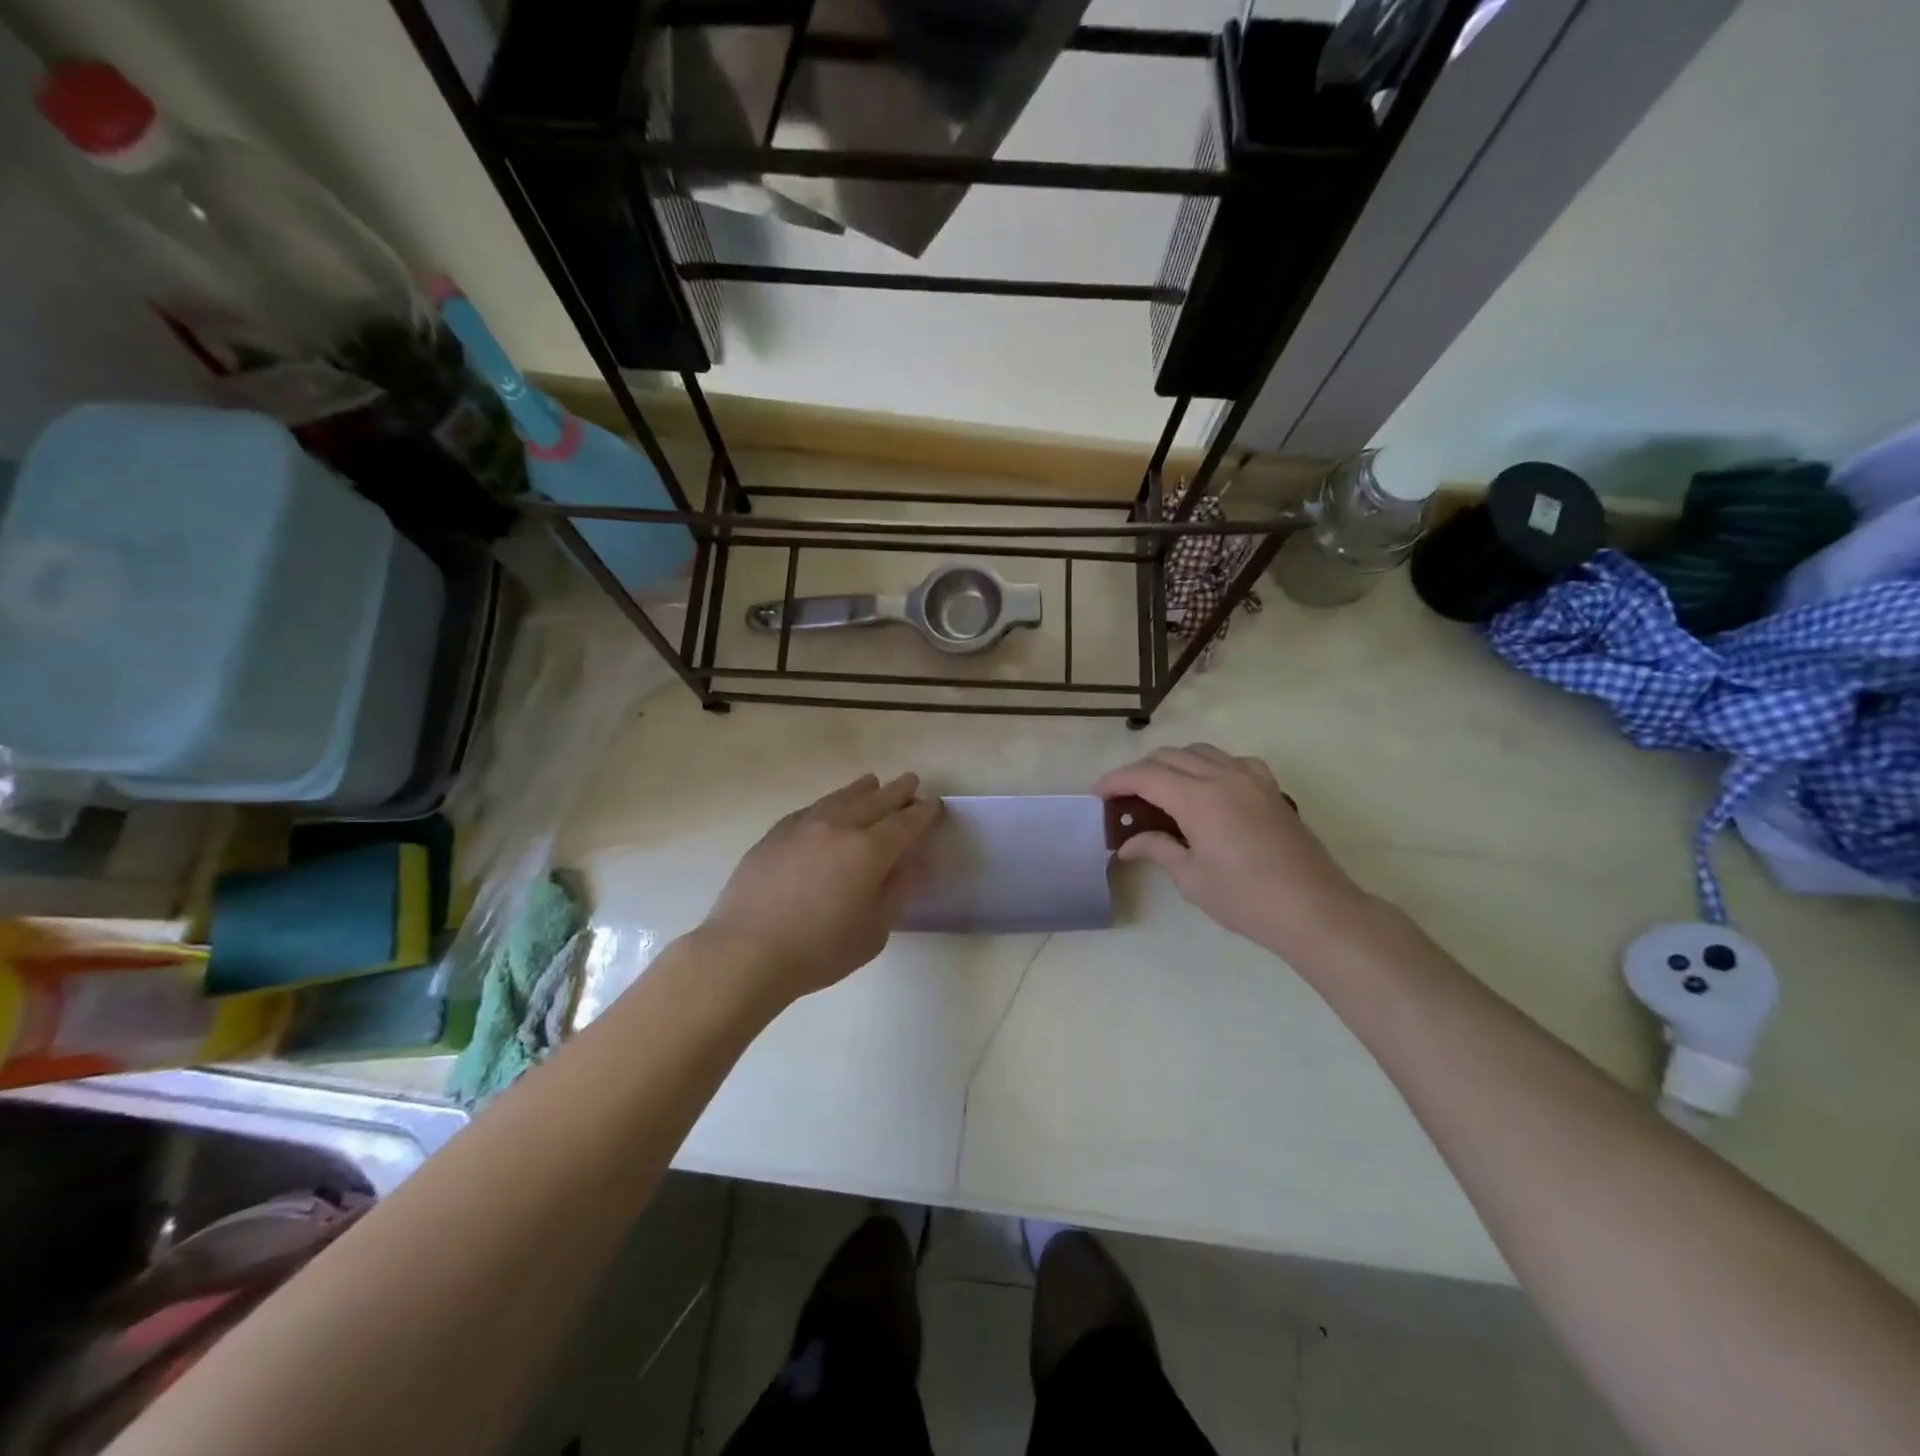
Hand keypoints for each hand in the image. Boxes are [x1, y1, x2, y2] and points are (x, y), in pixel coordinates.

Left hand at [702, 773, 941, 1005]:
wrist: (746, 952)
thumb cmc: (818, 951)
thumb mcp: (873, 933)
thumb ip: (894, 894)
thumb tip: (903, 867)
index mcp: (869, 850)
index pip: (905, 823)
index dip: (923, 812)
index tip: (934, 803)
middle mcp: (838, 827)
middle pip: (875, 801)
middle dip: (897, 791)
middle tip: (911, 781)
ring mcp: (803, 826)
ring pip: (840, 798)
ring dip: (862, 790)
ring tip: (872, 782)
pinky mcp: (775, 834)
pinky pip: (810, 809)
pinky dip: (828, 803)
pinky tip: (828, 807)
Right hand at [1096, 745, 1372, 958]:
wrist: (1315, 910)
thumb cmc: (1246, 899)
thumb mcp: (1192, 878)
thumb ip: (1157, 849)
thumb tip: (1128, 843)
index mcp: (1199, 798)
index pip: (1145, 775)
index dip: (1117, 780)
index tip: (1098, 794)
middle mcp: (1223, 776)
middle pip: (1170, 756)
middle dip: (1140, 771)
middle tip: (1125, 798)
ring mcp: (1251, 778)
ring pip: (1200, 751)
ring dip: (1173, 764)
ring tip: (1160, 791)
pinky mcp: (1270, 788)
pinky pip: (1231, 760)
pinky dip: (1208, 765)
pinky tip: (1206, 789)